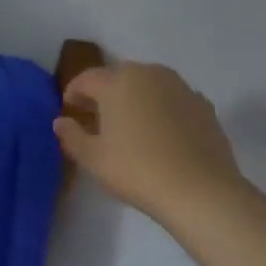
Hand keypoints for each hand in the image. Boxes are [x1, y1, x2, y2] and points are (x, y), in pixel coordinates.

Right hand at [54, 62, 247, 222]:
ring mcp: (180, 87)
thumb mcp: (92, 158)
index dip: (73, 94)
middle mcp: (149, 74)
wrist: (202, 192)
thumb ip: (71, 135)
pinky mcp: (204, 105)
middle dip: (103, 94)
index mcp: (117, 81)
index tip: (69, 113)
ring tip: (129, 126)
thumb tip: (61, 121)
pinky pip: (172, 99)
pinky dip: (161, 109)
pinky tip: (160, 134)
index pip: (86, 79)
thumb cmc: (137, 170)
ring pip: (147, 85)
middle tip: (96, 120)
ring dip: (134, 98)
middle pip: (117, 77)